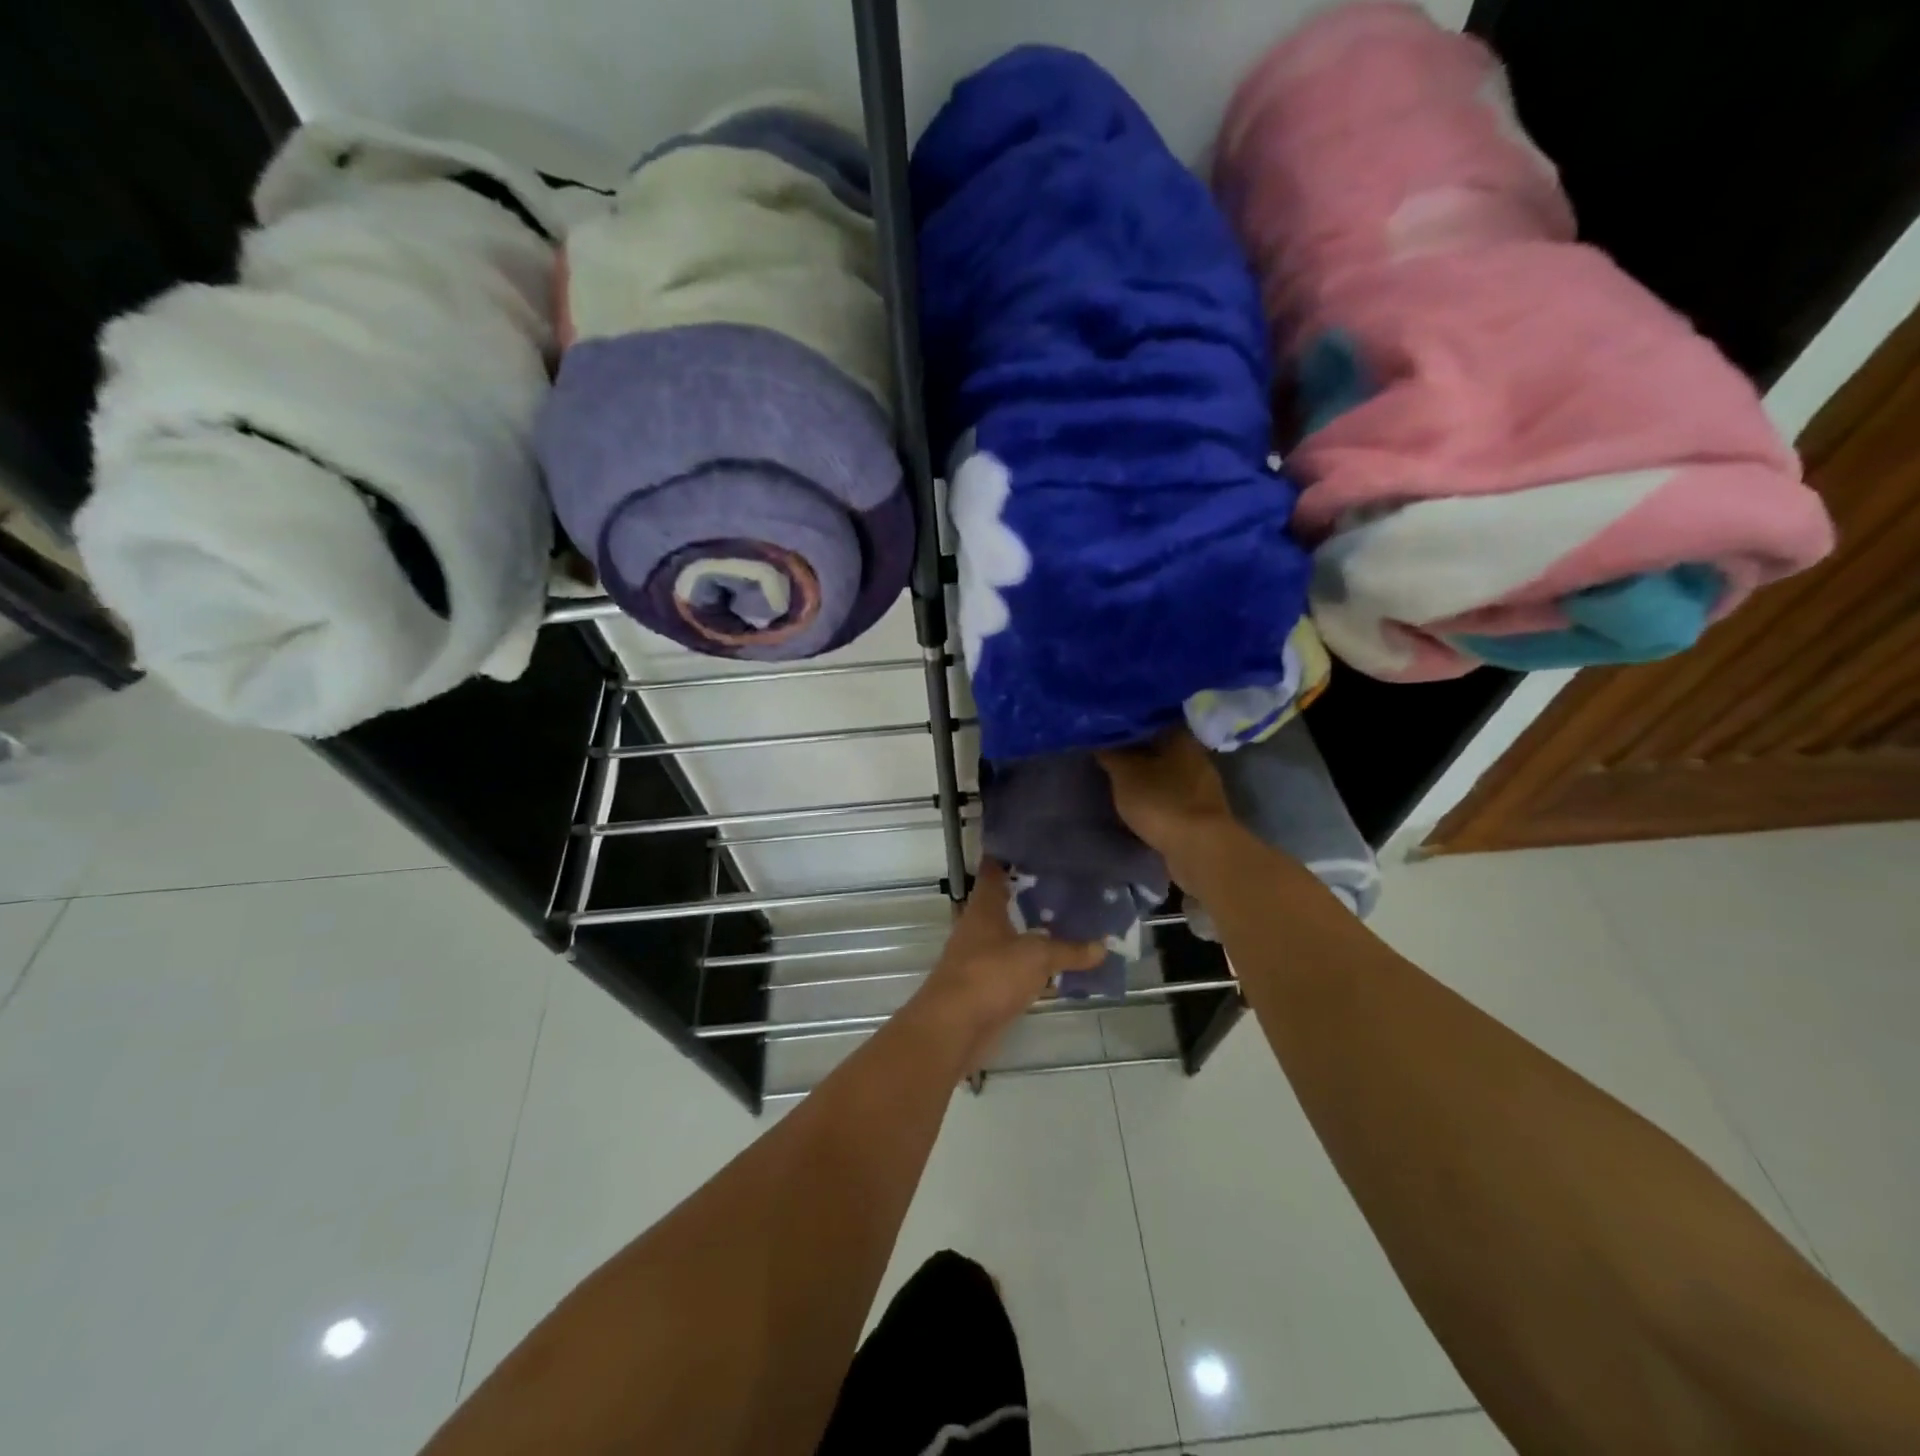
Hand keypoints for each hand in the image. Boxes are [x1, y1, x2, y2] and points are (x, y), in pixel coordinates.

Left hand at [910, 861, 1103, 1070]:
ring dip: (1038, 931)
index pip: (994, 868)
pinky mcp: (989, 986)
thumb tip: (1103, 946)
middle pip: (1007, 902)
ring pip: (1014, 935)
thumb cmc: (990, 975)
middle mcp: (980, 926)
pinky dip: (1038, 966)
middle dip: (1034, 893)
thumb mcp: (1036, 957)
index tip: (1039, 844)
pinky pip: (1019, 968)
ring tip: (1075, 920)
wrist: (954, 1028)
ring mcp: (983, 956)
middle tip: (1071, 882)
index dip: (1013, 854)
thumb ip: (1069, 950)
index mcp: (984, 907)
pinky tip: (1064, 966)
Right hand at [1097, 728, 1235, 859]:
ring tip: (1125, 782)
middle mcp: (1197, 756)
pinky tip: (1145, 805)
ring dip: (1151, 777)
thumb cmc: (1161, 800)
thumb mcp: (1124, 774)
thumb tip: (1100, 737)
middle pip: (1163, 747)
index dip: (1130, 724)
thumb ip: (1111, 753)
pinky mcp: (1205, 812)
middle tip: (1113, 757)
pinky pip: (1176, 797)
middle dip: (1140, 752)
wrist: (1200, 847)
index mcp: (1181, 737)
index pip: (1153, 720)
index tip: (1110, 731)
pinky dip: (1161, 799)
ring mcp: (1205, 786)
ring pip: (1170, 773)